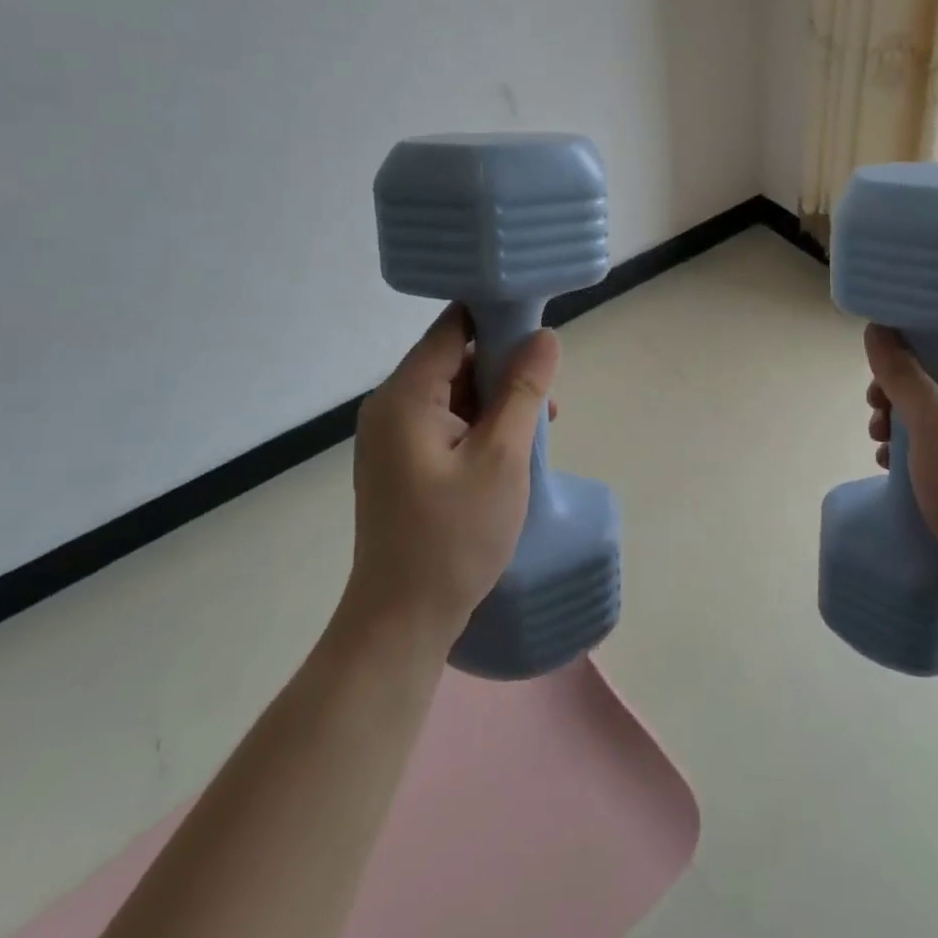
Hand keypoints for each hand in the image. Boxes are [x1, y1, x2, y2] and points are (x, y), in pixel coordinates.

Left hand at [343, 304, 559, 645]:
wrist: (402, 621)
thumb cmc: (454, 536)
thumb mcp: (502, 457)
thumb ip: (523, 390)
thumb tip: (545, 335)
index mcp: (405, 396)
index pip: (453, 327)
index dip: (498, 316)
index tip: (541, 326)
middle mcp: (391, 406)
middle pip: (455, 358)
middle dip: (504, 368)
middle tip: (546, 396)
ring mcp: (394, 437)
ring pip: (455, 393)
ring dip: (498, 401)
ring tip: (539, 428)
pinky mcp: (403, 462)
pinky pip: (448, 423)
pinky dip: (482, 426)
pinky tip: (513, 451)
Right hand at [863, 325, 937, 627]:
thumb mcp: (936, 427)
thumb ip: (905, 376)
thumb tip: (878, 330)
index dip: (922, 328)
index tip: (884, 344)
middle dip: (900, 379)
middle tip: (875, 403)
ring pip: (934, 407)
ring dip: (900, 415)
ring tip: (876, 437)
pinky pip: (937, 442)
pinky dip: (910, 446)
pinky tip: (887, 465)